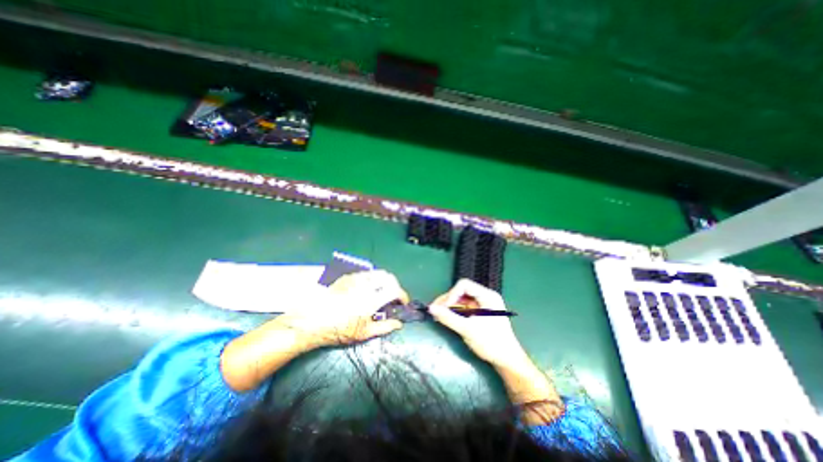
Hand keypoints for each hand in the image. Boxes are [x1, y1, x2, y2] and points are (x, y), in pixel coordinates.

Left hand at [274, 270, 409, 350]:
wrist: (313, 321)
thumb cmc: (339, 330)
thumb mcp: (364, 333)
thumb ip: (385, 327)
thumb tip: (399, 324)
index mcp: (372, 299)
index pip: (395, 290)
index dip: (403, 295)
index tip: (403, 302)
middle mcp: (366, 285)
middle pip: (388, 276)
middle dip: (395, 284)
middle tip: (393, 296)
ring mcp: (356, 278)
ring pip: (377, 272)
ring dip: (384, 280)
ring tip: (381, 291)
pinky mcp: (347, 277)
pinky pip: (365, 273)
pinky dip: (372, 278)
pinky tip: (367, 288)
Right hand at [428, 279, 530, 367]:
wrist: (507, 362)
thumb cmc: (491, 343)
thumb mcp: (468, 329)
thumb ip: (449, 318)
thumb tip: (431, 308)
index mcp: (487, 296)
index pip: (464, 285)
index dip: (452, 294)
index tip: (443, 308)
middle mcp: (484, 297)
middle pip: (461, 291)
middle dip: (447, 300)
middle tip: (434, 310)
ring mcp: (482, 305)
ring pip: (460, 300)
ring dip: (448, 306)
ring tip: (437, 315)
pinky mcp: (479, 314)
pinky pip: (463, 308)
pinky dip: (454, 312)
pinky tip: (445, 318)